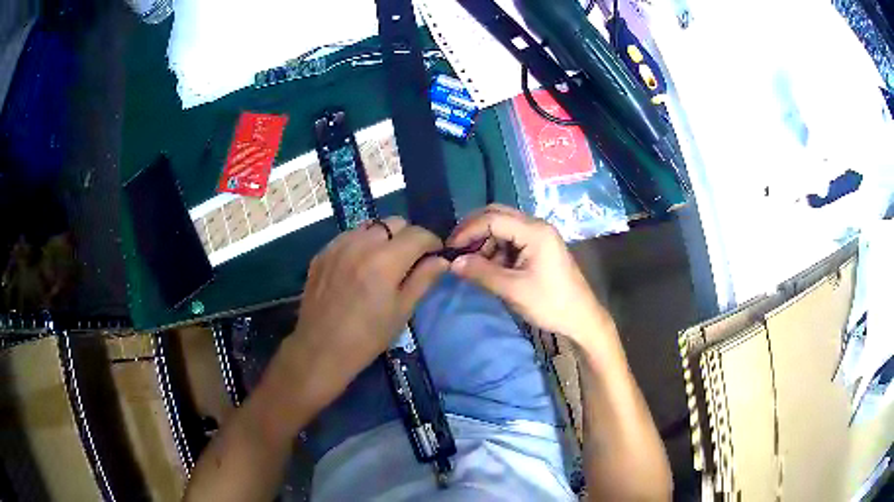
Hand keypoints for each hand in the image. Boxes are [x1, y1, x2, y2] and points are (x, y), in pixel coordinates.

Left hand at [290, 217, 447, 402]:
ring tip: (383, 261)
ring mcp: (338, 245)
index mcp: (385, 260)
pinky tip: (359, 265)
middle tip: (409, 260)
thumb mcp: (402, 311)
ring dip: (383, 237)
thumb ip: (423, 280)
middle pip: (394, 223)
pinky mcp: (323, 252)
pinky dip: (361, 243)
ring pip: (370, 226)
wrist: (321, 348)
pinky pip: (349, 236)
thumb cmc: (367, 337)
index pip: (418, 234)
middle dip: (408, 236)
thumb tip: (442, 260)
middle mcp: (361, 244)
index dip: (432, 243)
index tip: (434, 256)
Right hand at [448, 205, 611, 344]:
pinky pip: (511, 239)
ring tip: (472, 264)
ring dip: (484, 242)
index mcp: (534, 231)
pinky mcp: (538, 247)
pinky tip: (488, 267)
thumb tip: (453, 263)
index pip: (492, 218)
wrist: (581, 318)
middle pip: (497, 215)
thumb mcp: (513, 289)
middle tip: (456, 250)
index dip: (468, 230)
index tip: (450, 249)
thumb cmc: (550, 303)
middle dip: (474, 231)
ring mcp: (539, 236)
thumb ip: (481, 273)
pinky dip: (495, 250)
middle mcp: (537, 226)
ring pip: (502, 227)